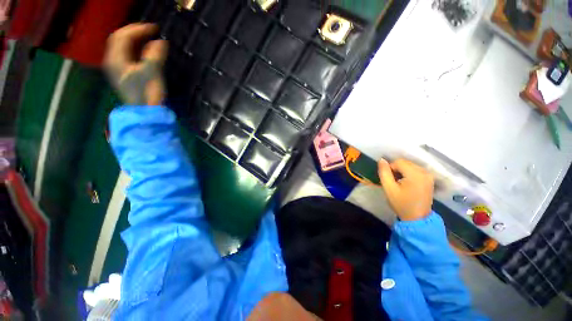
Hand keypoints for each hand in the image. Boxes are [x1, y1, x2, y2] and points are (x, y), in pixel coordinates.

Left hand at [104, 23, 167, 104]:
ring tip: (148, 38)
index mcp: (116, 59)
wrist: (145, 112)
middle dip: (134, 32)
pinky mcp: (125, 75)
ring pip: (123, 48)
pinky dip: (136, 50)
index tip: (154, 28)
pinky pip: (127, 56)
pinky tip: (145, 51)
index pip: (123, 36)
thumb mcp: (152, 72)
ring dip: (135, 40)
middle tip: (150, 31)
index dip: (138, 29)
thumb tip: (161, 42)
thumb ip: (155, 55)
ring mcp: (117, 69)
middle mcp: (113, 61)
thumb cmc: (146, 93)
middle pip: (120, 40)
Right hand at [378, 158, 433, 220]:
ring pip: (410, 166)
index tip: (389, 180)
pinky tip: (407, 184)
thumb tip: (381, 160)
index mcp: (415, 174)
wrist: (417, 218)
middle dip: (397, 170)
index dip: (390, 168)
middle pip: (405, 163)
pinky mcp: (430, 179)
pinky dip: (409, 174)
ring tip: (400, 183)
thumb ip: (384, 173)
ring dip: (402, 172)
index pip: (398, 162)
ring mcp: (429, 175)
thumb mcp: (388, 188)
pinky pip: (416, 170)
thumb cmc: (401, 203)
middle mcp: (424, 172)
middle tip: (393, 182)